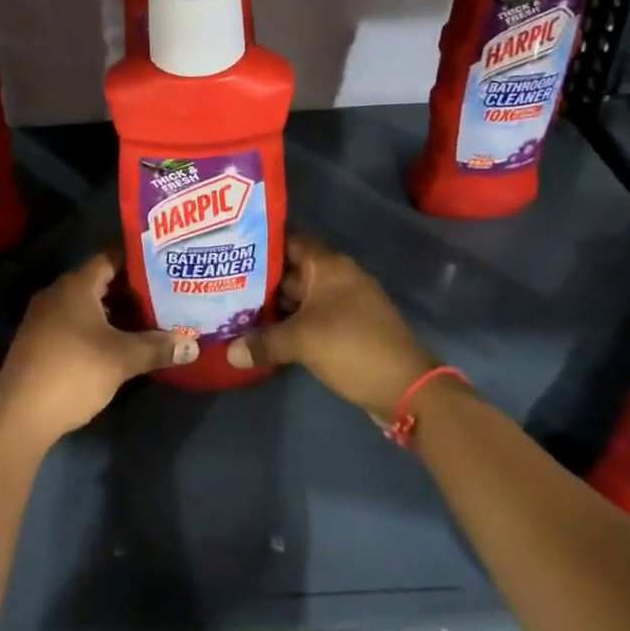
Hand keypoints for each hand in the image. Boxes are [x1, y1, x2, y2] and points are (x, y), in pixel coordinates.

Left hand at [0, 252, 197, 446]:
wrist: (19, 415)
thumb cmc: (74, 372)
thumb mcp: (122, 359)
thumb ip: (158, 347)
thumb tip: (193, 345)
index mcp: (76, 285)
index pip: (111, 258)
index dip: (137, 260)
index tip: (164, 264)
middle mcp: (57, 293)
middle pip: (100, 281)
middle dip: (131, 289)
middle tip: (165, 294)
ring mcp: (45, 318)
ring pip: (88, 304)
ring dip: (115, 312)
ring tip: (149, 319)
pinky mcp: (40, 341)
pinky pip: (75, 322)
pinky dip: (98, 327)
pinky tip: (119, 343)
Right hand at [228, 236, 435, 420]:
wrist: (406, 389)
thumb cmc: (353, 347)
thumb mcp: (303, 342)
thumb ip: (263, 342)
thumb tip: (229, 352)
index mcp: (329, 266)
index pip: (289, 241)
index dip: (260, 242)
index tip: (229, 246)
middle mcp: (336, 277)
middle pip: (290, 270)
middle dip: (259, 277)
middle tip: (222, 281)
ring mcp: (342, 303)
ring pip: (298, 296)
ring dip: (272, 303)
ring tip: (233, 306)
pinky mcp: (344, 328)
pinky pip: (309, 316)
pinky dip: (288, 322)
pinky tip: (261, 332)